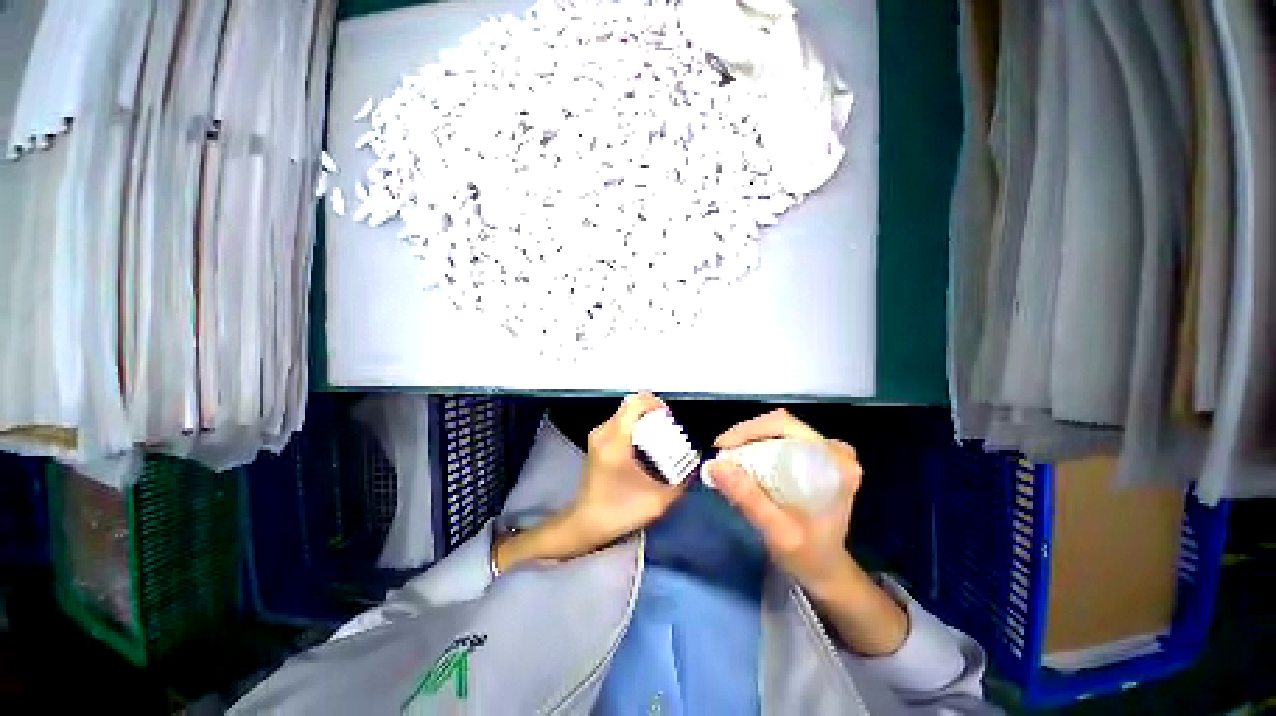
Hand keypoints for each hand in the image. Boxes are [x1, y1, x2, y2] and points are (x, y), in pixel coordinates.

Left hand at [565, 392, 687, 552]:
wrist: (587, 524)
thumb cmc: (619, 512)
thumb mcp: (657, 501)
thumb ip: (681, 483)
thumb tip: (695, 466)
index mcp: (616, 442)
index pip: (634, 404)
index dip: (654, 403)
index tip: (669, 416)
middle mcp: (603, 433)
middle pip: (629, 404)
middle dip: (651, 410)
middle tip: (667, 425)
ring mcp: (597, 435)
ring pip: (623, 411)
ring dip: (643, 417)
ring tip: (659, 433)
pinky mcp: (597, 441)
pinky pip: (618, 421)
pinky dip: (634, 424)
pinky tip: (644, 442)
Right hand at [706, 409, 861, 595]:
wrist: (826, 572)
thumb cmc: (808, 556)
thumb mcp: (778, 531)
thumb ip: (749, 498)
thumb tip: (714, 465)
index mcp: (834, 461)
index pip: (784, 425)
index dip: (748, 430)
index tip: (722, 448)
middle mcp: (833, 449)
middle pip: (779, 425)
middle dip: (744, 437)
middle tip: (720, 456)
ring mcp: (825, 451)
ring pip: (777, 431)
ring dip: (748, 442)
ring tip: (727, 461)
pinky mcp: (816, 457)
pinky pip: (780, 440)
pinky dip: (757, 449)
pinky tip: (744, 464)